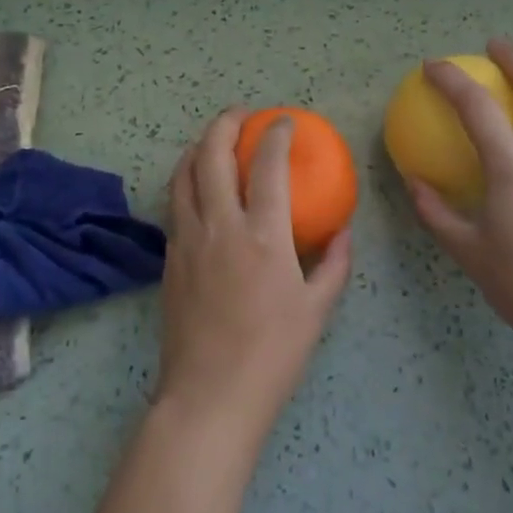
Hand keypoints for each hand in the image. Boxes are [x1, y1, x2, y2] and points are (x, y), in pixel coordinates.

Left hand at [156, 110, 353, 443]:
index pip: (268, 165)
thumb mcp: (316, 311)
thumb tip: (343, 230)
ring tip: (214, 141)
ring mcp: (188, 239)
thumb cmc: (272, 355)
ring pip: (183, 174)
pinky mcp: (169, 258)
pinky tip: (199, 189)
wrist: (208, 397)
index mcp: (263, 236)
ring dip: (199, 147)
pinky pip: (175, 204)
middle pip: (212, 154)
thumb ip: (334, 264)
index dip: (276, 134)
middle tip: (241, 114)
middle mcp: (220, 226)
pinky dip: (187, 181)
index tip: (284, 122)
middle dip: (226, 123)